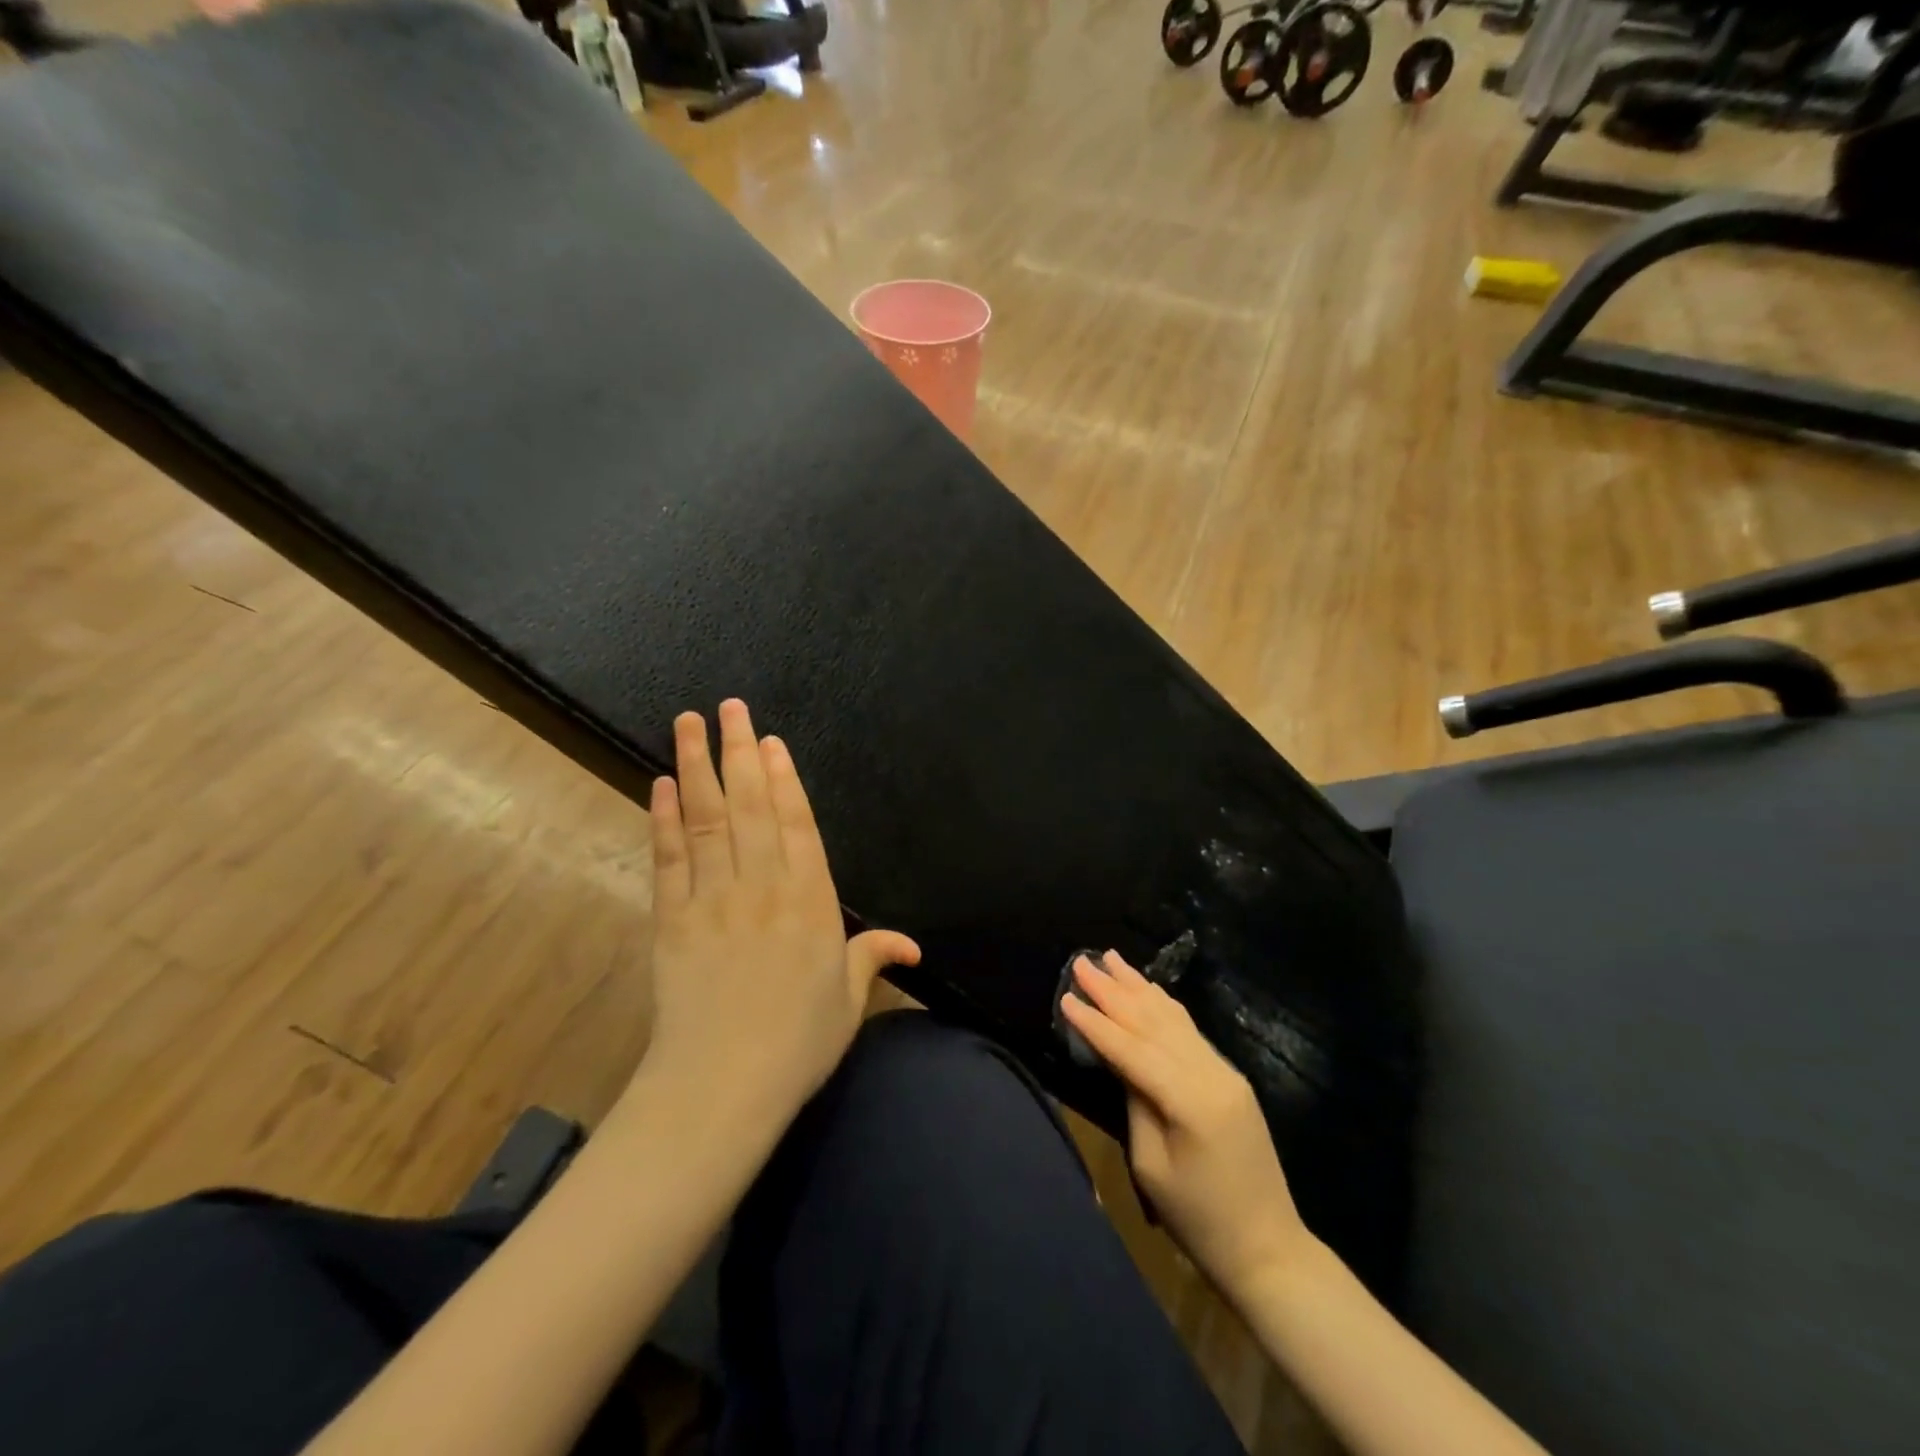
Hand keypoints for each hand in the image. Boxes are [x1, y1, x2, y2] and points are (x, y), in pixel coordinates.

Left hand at [644, 699, 920, 1117]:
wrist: (722, 1085)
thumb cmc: (797, 1043)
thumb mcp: (848, 1000)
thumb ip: (873, 959)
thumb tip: (913, 947)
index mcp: (810, 900)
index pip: (797, 823)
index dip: (784, 778)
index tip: (770, 740)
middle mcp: (763, 885)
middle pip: (751, 805)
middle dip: (739, 751)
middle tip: (730, 707)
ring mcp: (714, 898)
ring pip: (706, 818)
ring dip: (697, 767)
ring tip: (689, 722)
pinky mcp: (672, 918)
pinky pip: (669, 858)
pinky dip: (663, 819)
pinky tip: (661, 785)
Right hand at [1060, 952, 1310, 1296]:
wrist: (1270, 1249)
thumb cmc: (1200, 1220)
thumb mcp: (1152, 1167)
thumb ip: (1136, 1103)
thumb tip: (1121, 1061)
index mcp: (1191, 1100)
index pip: (1132, 1049)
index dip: (1096, 1023)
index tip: (1066, 995)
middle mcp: (1212, 1073)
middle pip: (1154, 1022)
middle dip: (1115, 990)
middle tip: (1083, 961)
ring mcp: (1225, 1071)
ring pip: (1173, 1018)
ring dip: (1139, 986)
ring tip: (1111, 958)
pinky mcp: (1229, 1077)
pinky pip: (1189, 1031)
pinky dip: (1163, 1005)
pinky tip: (1148, 988)